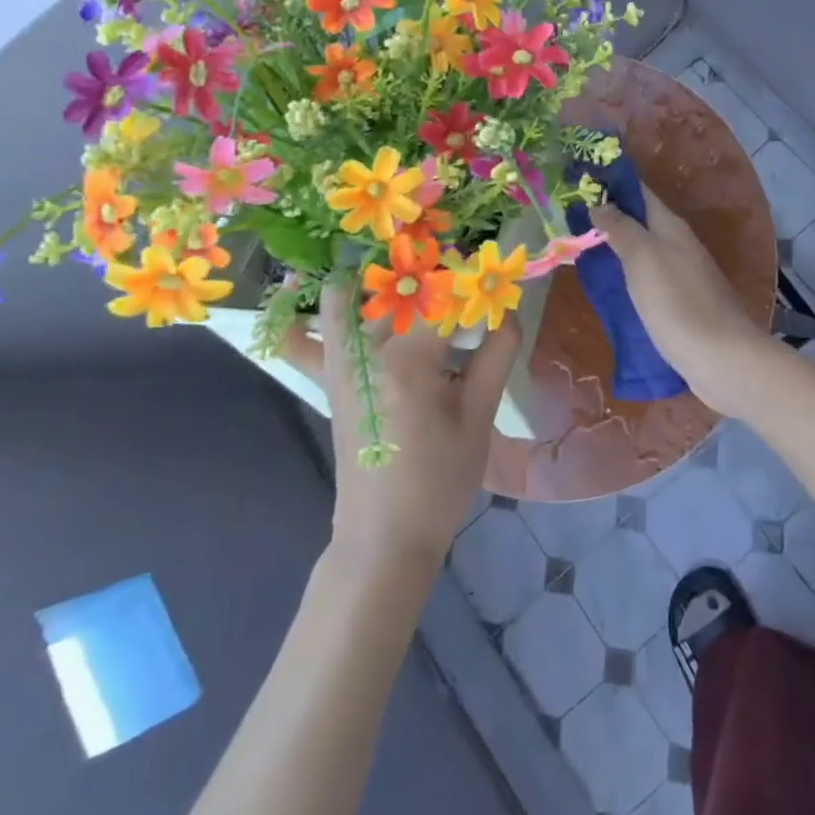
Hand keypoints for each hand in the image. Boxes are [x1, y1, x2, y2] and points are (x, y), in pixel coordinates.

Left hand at [288, 279, 518, 579]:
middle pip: (397, 289)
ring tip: (410, 274)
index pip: (442, 297)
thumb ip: (496, 357)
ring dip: (377, 281)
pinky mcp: (331, 382)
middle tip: (460, 280)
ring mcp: (340, 367)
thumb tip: (507, 313)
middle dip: (429, 276)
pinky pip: (308, 341)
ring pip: (347, 300)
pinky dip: (310, 318)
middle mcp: (366, 353)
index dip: (469, 285)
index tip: (491, 280)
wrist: (384, 540)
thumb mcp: (479, 419)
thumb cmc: (438, 482)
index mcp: (408, 361)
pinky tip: (329, 298)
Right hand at [591, 193, 772, 416]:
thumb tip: (601, 204)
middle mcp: (680, 245)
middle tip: (571, 220)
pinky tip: (612, 289)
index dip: (614, 185)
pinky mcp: (683, 305)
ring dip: (619, 249)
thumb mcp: (642, 258)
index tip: (581, 182)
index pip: (641, 193)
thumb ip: (621, 228)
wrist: (720, 358)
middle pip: (642, 223)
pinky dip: (629, 277)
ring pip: (645, 252)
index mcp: (671, 227)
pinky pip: (650, 280)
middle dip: (611, 218)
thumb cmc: (676, 302)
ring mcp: (684, 276)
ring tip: (583, 252)